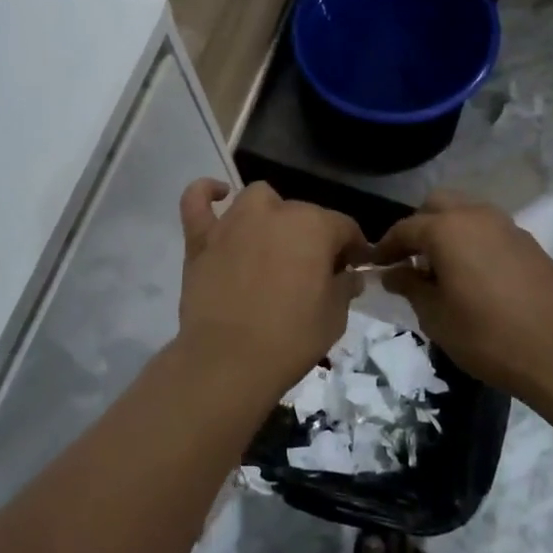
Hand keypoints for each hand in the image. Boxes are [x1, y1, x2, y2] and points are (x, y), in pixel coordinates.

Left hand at [177, 180, 369, 399]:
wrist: (229, 360)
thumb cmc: (291, 338)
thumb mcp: (335, 317)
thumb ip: (344, 287)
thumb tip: (349, 275)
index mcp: (313, 226)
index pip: (344, 226)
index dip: (353, 247)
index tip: (354, 268)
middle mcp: (274, 212)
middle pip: (302, 213)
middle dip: (312, 236)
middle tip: (313, 270)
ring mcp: (233, 221)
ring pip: (258, 199)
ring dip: (270, 214)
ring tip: (272, 241)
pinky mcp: (201, 237)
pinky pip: (198, 201)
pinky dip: (206, 193)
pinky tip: (218, 196)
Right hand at [373, 190, 552, 402]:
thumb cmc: (489, 336)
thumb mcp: (436, 317)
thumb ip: (410, 287)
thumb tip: (393, 273)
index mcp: (447, 229)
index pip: (405, 228)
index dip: (385, 247)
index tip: (374, 265)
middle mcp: (476, 216)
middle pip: (436, 205)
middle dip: (418, 227)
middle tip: (409, 261)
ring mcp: (506, 226)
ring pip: (465, 213)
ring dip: (447, 231)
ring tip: (440, 269)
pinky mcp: (528, 243)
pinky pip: (488, 229)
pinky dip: (472, 241)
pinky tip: (472, 276)